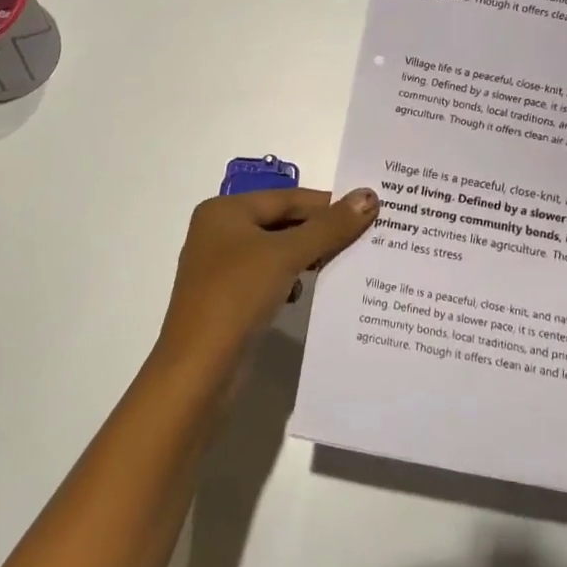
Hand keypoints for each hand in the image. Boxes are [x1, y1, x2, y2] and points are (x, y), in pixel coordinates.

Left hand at [157, 188, 378, 370]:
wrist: (198, 371)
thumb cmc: (236, 296)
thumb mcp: (286, 255)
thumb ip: (329, 226)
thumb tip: (369, 195)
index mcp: (224, 211)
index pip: (286, 198)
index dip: (327, 203)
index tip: (368, 209)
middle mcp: (219, 233)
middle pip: (281, 222)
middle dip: (320, 231)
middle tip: (365, 236)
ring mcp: (222, 268)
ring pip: (277, 251)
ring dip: (308, 256)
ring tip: (346, 262)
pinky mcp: (229, 300)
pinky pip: (269, 278)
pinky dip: (292, 280)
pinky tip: (311, 292)